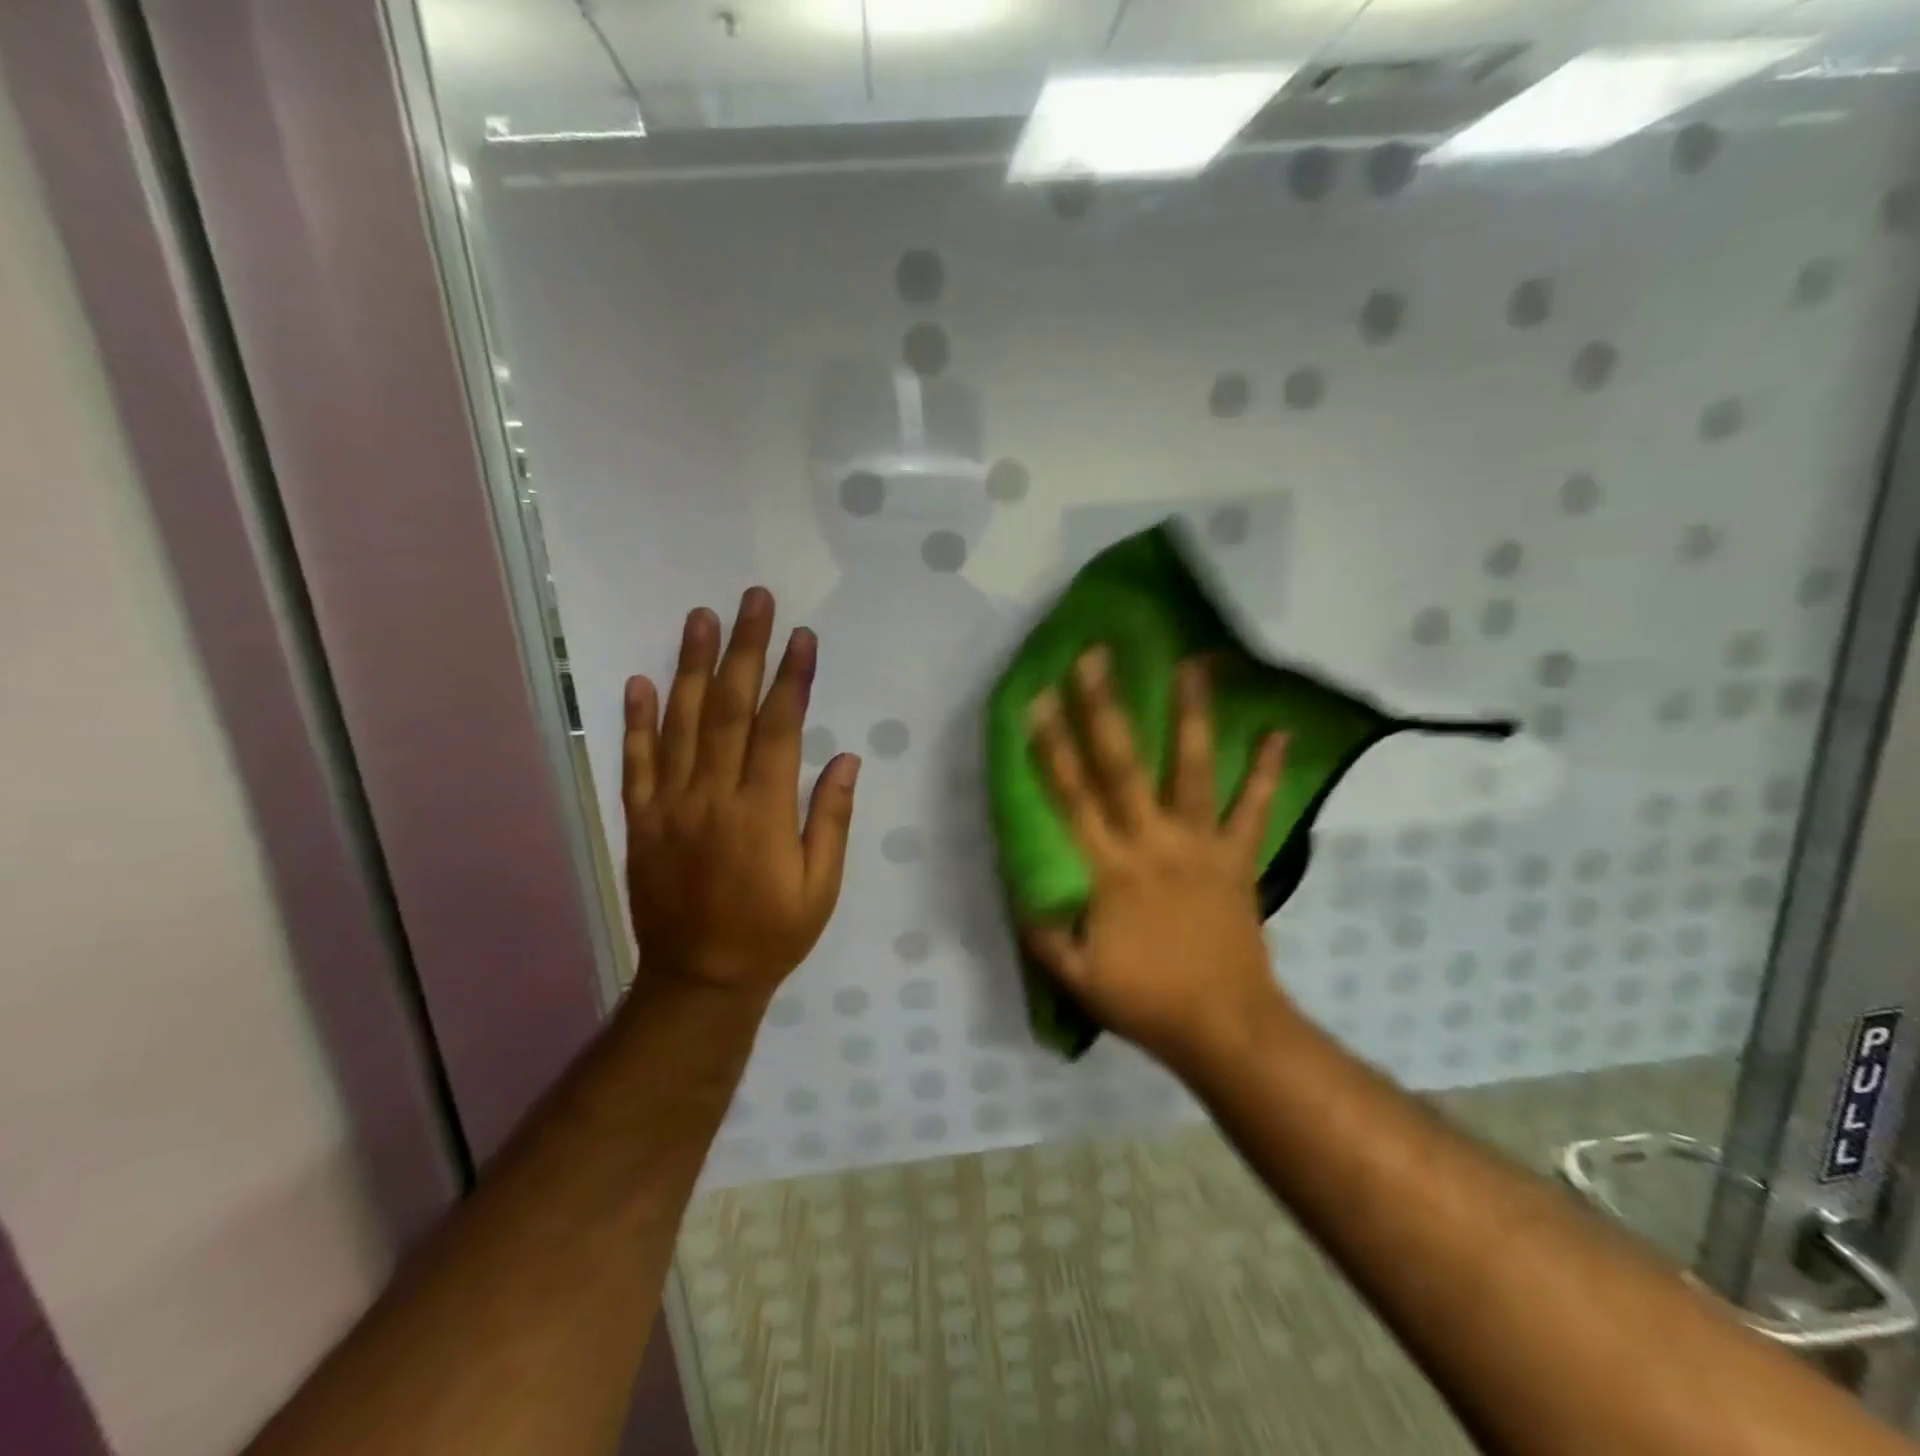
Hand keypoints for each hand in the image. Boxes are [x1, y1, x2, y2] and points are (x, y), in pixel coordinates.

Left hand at [622, 588, 858, 1002]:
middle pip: (727, 710)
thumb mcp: (821, 887)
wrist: (698, 980)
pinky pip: (635, 763)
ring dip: (690, 667)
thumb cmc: (773, 934)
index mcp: (762, 813)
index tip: (802, 637)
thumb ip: (830, 819)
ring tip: (700, 618)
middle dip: (744, 650)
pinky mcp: (640, 820)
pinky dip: (636, 721)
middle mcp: (712, 797)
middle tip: (752, 601)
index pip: (778, 729)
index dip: (792, 679)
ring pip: (679, 724)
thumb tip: (844, 758)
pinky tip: (641, 682)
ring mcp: (669, 806)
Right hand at [1022, 647, 1295, 1073]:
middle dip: (1104, 709)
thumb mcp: (1077, 977)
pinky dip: (1268, 770)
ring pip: (1192, 770)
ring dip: (1191, 715)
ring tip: (1192, 663)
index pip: (1071, 797)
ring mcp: (1201, 846)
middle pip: (1122, 766)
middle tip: (1096, 657)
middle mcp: (1152, 842)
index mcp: (1109, 868)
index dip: (1051, 748)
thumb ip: (1045, 932)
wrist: (1225, 1027)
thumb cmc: (1147, 1000)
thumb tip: (1024, 893)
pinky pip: (1255, 808)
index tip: (1038, 700)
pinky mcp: (1239, 858)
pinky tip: (1280, 730)